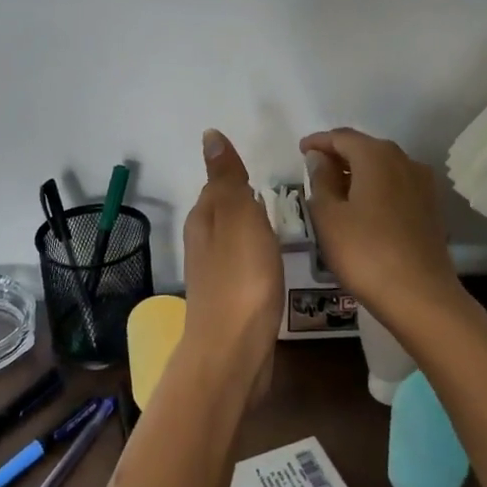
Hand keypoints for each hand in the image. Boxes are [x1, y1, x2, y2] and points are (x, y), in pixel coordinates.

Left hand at [182, 129, 282, 377]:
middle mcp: (204, 242)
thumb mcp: (236, 216)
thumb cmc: (241, 277)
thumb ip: (227, 178)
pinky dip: (258, 257)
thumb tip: (209, 136)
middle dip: (246, 201)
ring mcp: (216, 274)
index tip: (263, 172)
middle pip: (225, 212)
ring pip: (235, 239)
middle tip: (280, 195)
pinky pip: (245, 266)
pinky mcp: (231, 300)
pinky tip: (274, 263)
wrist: (233, 351)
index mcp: (204, 218)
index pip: (218, 184)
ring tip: (283, 224)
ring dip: (253, 229)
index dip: (238, 176)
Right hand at [299, 128, 463, 329]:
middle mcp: (404, 160)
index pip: (341, 137)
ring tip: (336, 191)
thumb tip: (320, 158)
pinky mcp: (430, 207)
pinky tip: (363, 209)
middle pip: (365, 148)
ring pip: (383, 167)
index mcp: (376, 155)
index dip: (318, 142)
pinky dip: (376, 188)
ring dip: (358, 173)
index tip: (301, 151)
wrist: (420, 296)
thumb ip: (320, 180)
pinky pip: (396, 186)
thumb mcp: (328, 216)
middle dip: (339, 155)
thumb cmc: (365, 252)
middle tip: (315, 171)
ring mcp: (422, 184)